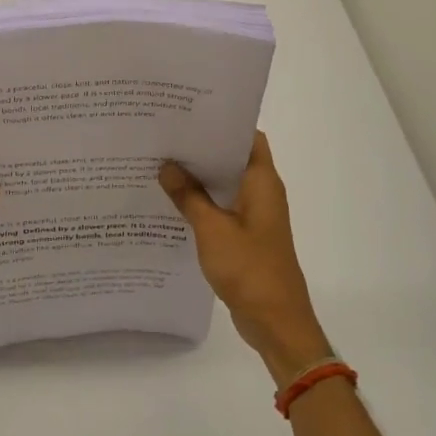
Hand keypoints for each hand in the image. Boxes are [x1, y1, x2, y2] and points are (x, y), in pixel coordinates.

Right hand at [160, 132, 332, 385]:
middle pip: (232, 159)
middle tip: (164, 136)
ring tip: (160, 163)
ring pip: (224, 185)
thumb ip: (188, 196)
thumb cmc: (249, 269)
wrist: (276, 322)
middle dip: (201, 148)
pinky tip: (171, 202)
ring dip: (198, 177)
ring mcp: (255, 216)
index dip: (221, 123)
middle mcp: (262, 193)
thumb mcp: (212, 229)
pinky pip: (221, 209)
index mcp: (262, 182)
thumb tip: (166, 165)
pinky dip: (201, 202)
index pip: (247, 137)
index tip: (187, 114)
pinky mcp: (245, 236)